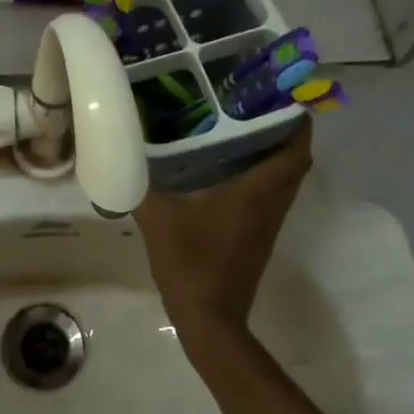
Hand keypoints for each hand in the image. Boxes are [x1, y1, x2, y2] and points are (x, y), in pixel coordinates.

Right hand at [133, 120, 312, 337]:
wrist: (209, 320)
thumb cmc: (191, 263)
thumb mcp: (158, 217)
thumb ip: (138, 183)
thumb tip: (119, 153)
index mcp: (257, 190)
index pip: (295, 147)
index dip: (294, 119)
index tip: (276, 93)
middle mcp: (271, 202)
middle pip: (294, 158)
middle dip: (281, 128)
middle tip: (251, 103)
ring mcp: (268, 221)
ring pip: (283, 177)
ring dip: (272, 151)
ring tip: (238, 124)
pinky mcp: (258, 234)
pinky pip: (270, 192)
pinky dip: (260, 172)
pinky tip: (225, 163)